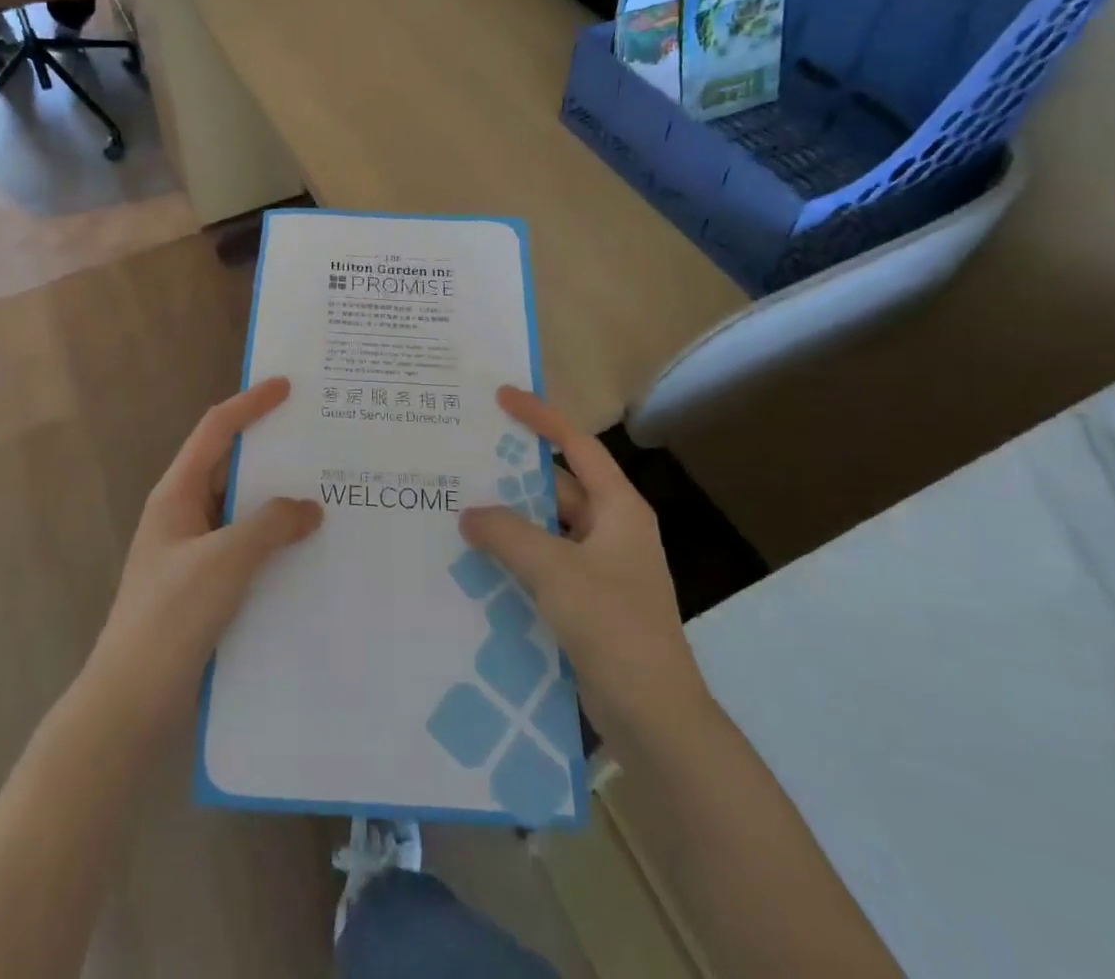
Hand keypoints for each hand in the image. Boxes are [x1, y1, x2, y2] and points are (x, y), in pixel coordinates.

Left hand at [88, 378, 322, 726]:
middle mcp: (183, 513)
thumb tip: (310, 507)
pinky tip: (306, 548)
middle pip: (229, 465)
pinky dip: (272, 537)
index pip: (216, 431)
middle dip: (271, 451)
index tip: (288, 386)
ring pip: (240, 508)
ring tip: (325, 490)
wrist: (131, 700)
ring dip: (276, 499)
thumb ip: (270, 525)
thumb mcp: (225, 560)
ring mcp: (192, 550)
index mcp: (176, 493)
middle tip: (318, 440)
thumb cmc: (171, 616)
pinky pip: (244, 544)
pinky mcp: (203, 583)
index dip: (251, 404)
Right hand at [460, 387, 709, 736]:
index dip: (541, 417)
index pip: (576, 445)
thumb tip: (469, 513)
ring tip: (460, 504)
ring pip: (547, 527)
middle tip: (466, 456)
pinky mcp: (588, 601)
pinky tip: (477, 558)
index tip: (502, 397)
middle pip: (559, 485)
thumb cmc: (612, 626)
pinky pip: (545, 562)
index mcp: (618, 508)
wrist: (654, 717)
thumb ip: (507, 533)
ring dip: (510, 518)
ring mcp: (601, 568)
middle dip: (514, 473)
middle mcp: (612, 529)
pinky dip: (515, 555)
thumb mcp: (554, 570)